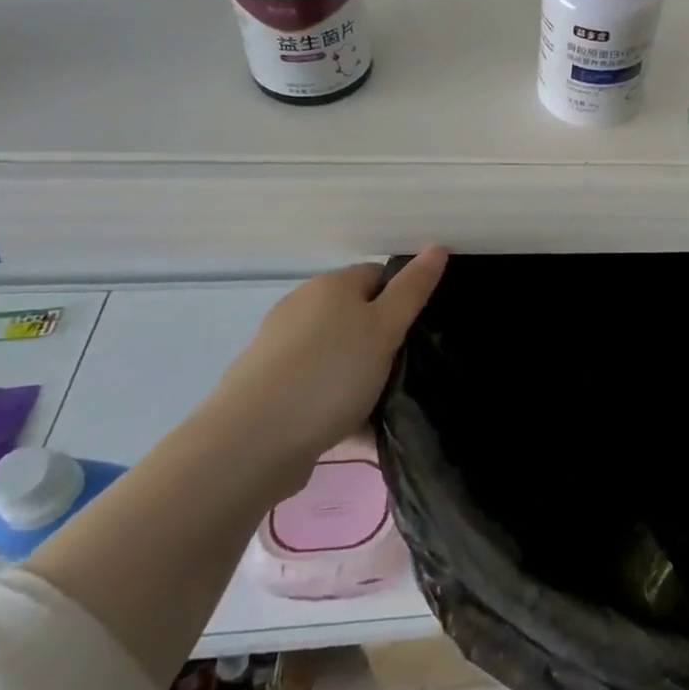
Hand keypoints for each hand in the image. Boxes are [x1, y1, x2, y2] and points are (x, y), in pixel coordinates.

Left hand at [208, 248, 447, 484]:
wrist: (251, 442)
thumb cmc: (330, 373)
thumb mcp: (385, 328)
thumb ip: (413, 289)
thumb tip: (437, 247)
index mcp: (330, 285)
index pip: (378, 276)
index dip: (403, 299)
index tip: (420, 331)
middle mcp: (301, 308)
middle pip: (356, 316)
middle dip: (382, 341)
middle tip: (407, 370)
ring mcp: (281, 348)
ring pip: (338, 354)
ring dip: (361, 375)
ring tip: (384, 405)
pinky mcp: (269, 388)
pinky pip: (318, 387)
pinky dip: (337, 402)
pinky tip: (354, 429)